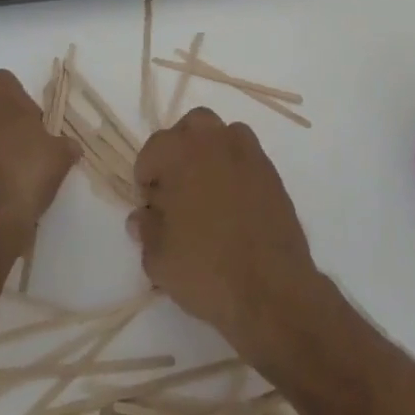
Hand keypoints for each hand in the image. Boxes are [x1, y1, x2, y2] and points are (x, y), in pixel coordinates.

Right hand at [130, 109, 320, 359]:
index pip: (153, 149)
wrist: (270, 288)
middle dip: (179, 149)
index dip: (146, 178)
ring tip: (205, 191)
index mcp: (181, 153)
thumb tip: (142, 215)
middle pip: (191, 127)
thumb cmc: (206, 269)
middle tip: (175, 188)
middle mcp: (215, 141)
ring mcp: (248, 153)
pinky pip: (246, 155)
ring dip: (209, 152)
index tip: (150, 207)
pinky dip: (235, 167)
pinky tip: (233, 202)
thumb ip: (146, 230)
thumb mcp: (159, 259)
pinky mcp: (271, 171)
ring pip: (222, 134)